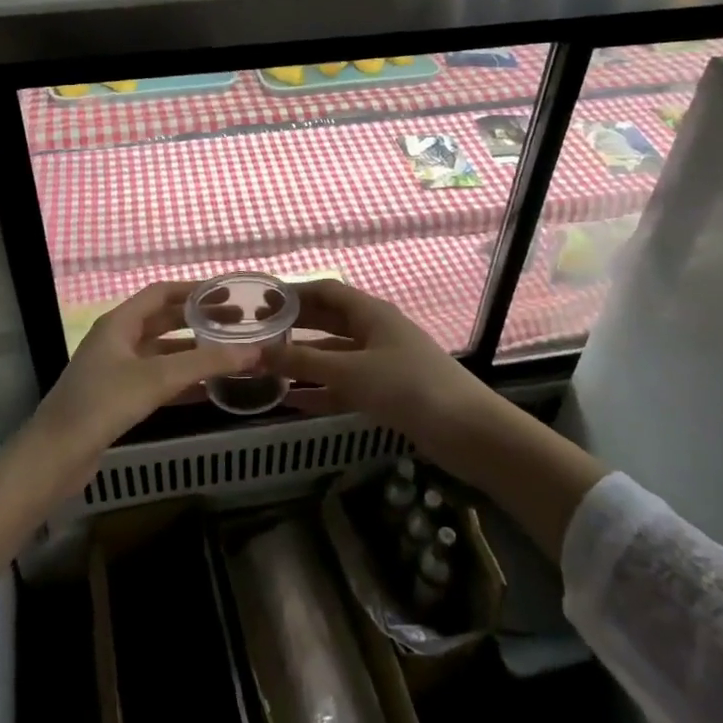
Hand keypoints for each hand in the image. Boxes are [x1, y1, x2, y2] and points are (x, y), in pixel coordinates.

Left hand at [28, 282, 253, 482]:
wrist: (56, 455)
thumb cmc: (103, 403)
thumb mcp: (158, 378)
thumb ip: (205, 362)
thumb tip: (254, 351)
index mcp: (119, 322)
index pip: (161, 293)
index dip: (193, 290)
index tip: (227, 293)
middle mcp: (116, 340)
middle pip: (162, 321)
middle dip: (198, 321)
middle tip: (236, 324)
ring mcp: (115, 369)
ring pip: (161, 352)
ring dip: (192, 351)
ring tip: (228, 354)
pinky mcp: (117, 397)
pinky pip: (156, 379)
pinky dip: (181, 379)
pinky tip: (207, 388)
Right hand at [279, 281, 504, 473]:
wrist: (467, 430)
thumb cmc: (407, 387)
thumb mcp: (350, 372)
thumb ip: (302, 363)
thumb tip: (255, 353)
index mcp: (370, 313)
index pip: (325, 291)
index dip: (293, 293)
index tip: (259, 302)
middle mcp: (375, 331)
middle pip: (328, 322)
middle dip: (294, 327)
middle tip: (257, 334)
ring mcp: (382, 362)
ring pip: (334, 356)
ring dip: (304, 363)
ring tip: (266, 369)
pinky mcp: (387, 392)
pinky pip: (345, 385)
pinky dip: (321, 391)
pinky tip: (293, 401)